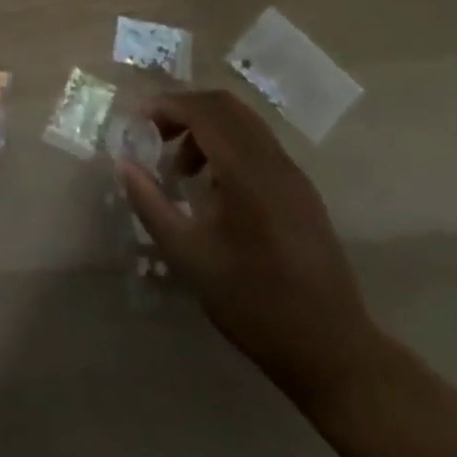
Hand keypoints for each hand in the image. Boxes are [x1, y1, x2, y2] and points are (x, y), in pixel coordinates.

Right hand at [119, 89, 380, 407]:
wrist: (333, 351)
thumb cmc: (254, 304)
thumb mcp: (189, 257)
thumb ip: (151, 204)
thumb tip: (124, 164)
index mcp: (247, 172)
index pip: (203, 110)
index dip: (167, 106)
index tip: (138, 123)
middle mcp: (273, 161)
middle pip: (225, 106)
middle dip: (185, 110)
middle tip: (155, 136)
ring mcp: (293, 174)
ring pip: (244, 123)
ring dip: (206, 128)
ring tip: (181, 168)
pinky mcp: (302, 191)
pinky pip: (259, 145)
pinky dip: (228, 146)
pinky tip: (214, 188)